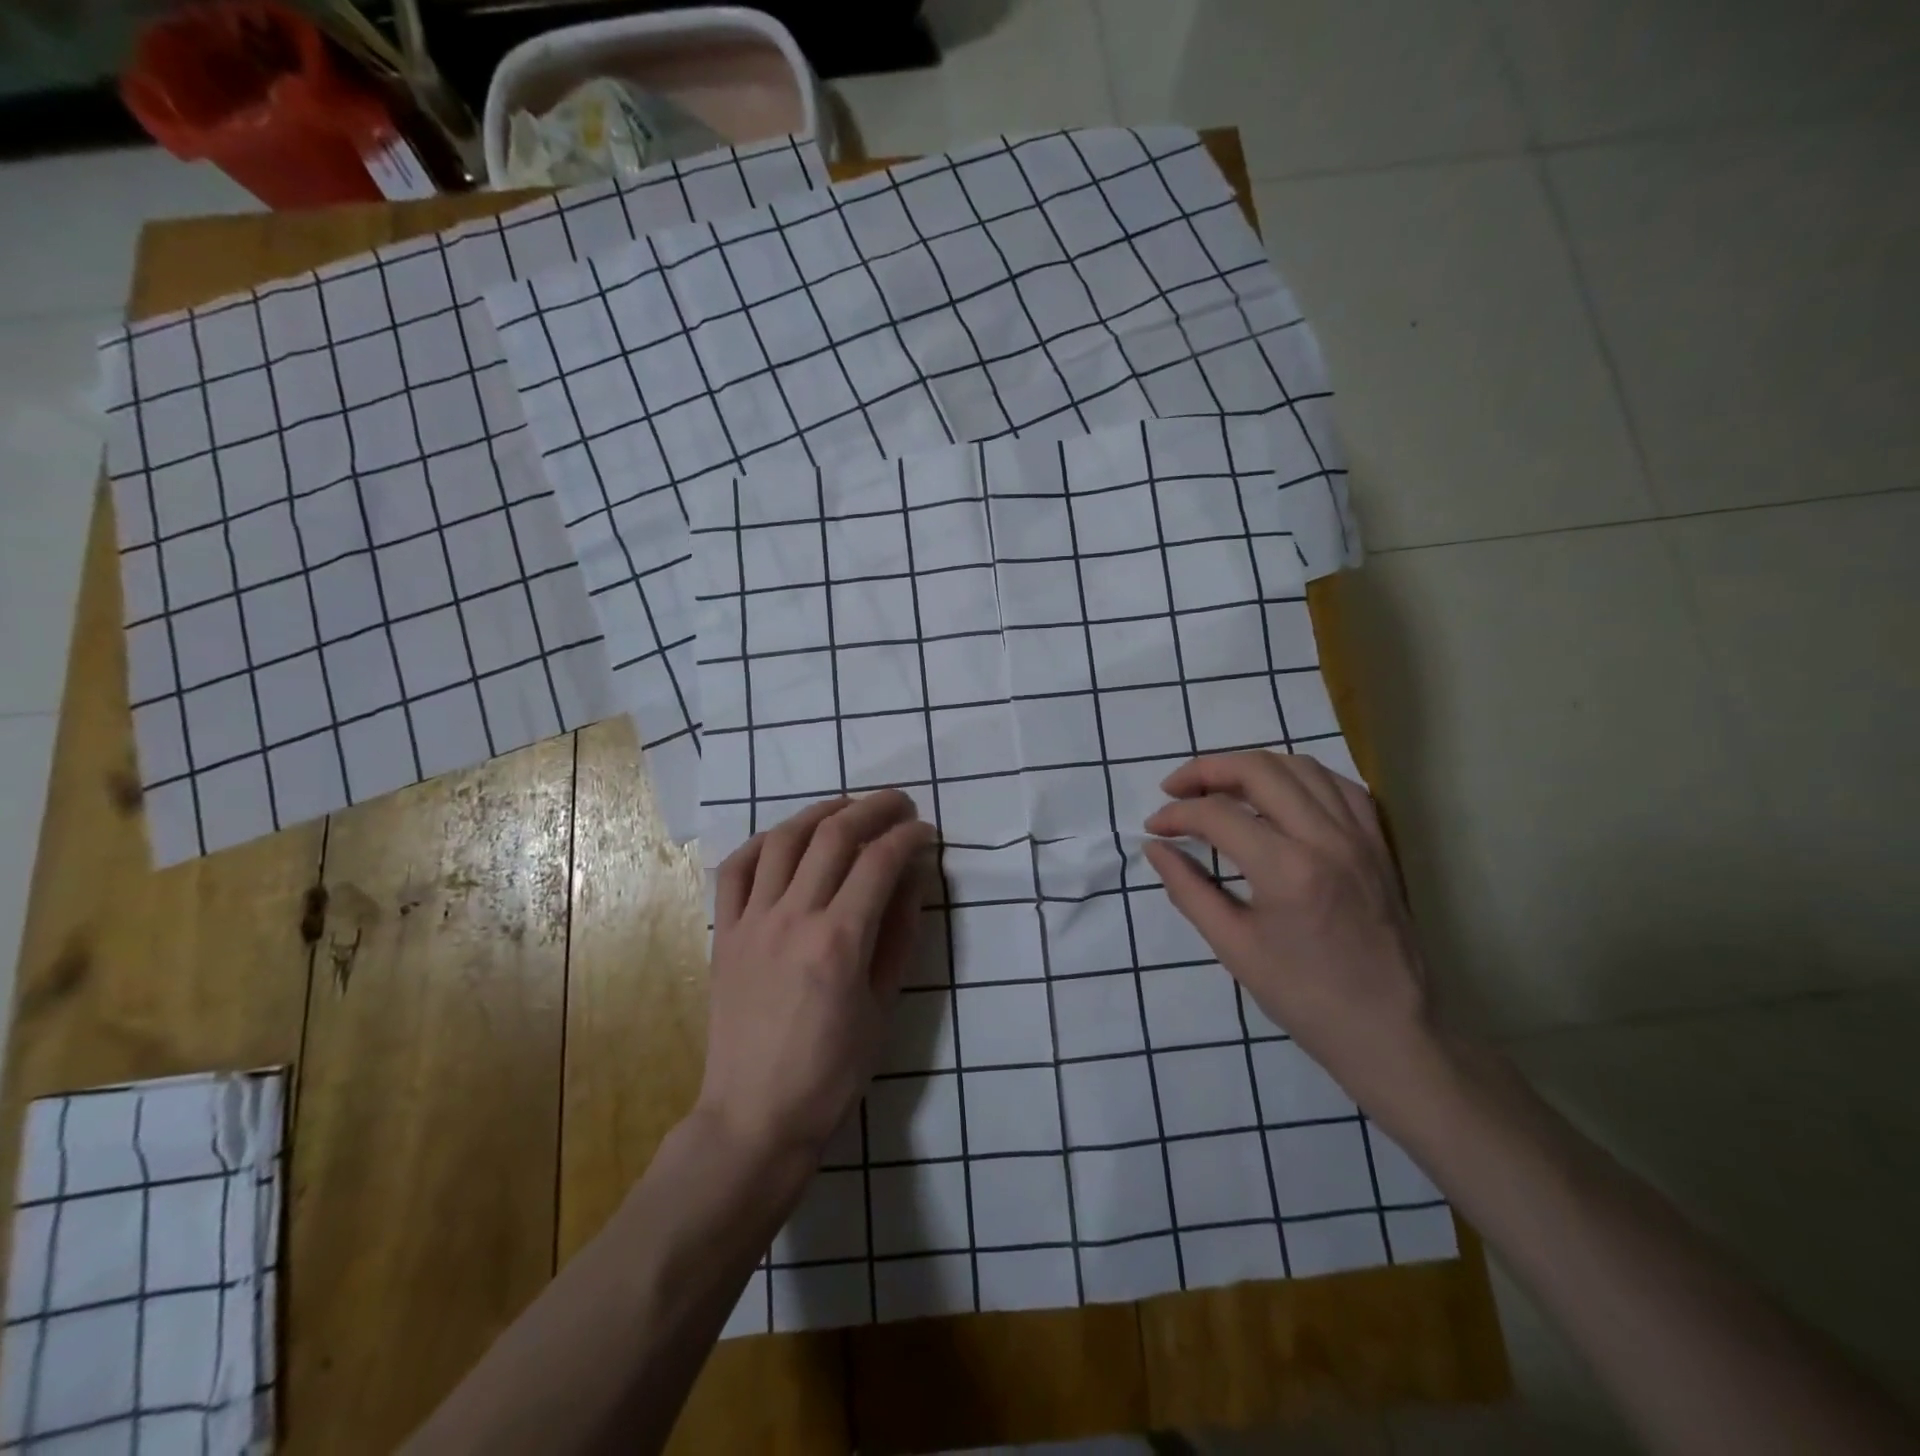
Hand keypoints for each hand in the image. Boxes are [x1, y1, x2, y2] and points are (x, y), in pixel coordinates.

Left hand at [698, 791, 933, 1166]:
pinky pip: (737, 869)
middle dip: (873, 809)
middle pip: (834, 836)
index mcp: (839, 941)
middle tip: (898, 804)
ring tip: (847, 807)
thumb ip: (900, 933)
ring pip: (785, 840)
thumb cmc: (832, 1072)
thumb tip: (913, 877)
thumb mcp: (883, 1005)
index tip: (926, 831)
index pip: (880, 861)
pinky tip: (786, 838)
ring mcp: (752, 921)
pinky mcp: (724, 933)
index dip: (908, 836)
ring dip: (821, 811)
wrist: (755, 1116)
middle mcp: (793, 917)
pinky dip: (764, 842)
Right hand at [1142, 751, 1432, 1103]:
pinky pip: (1338, 786)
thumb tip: (1156, 849)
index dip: (1175, 814)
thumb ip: (1189, 890)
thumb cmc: (1304, 997)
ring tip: (1221, 788)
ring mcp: (1360, 836)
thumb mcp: (1233, 948)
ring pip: (1301, 767)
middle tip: (1175, 789)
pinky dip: (1300, 778)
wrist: (1390, 1032)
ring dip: (1252, 767)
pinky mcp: (1378, 844)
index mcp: (1287, 869)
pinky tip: (1279, 796)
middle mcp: (1327, 838)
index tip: (1154, 828)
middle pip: (1259, 770)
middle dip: (1206, 770)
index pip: (1217, 815)